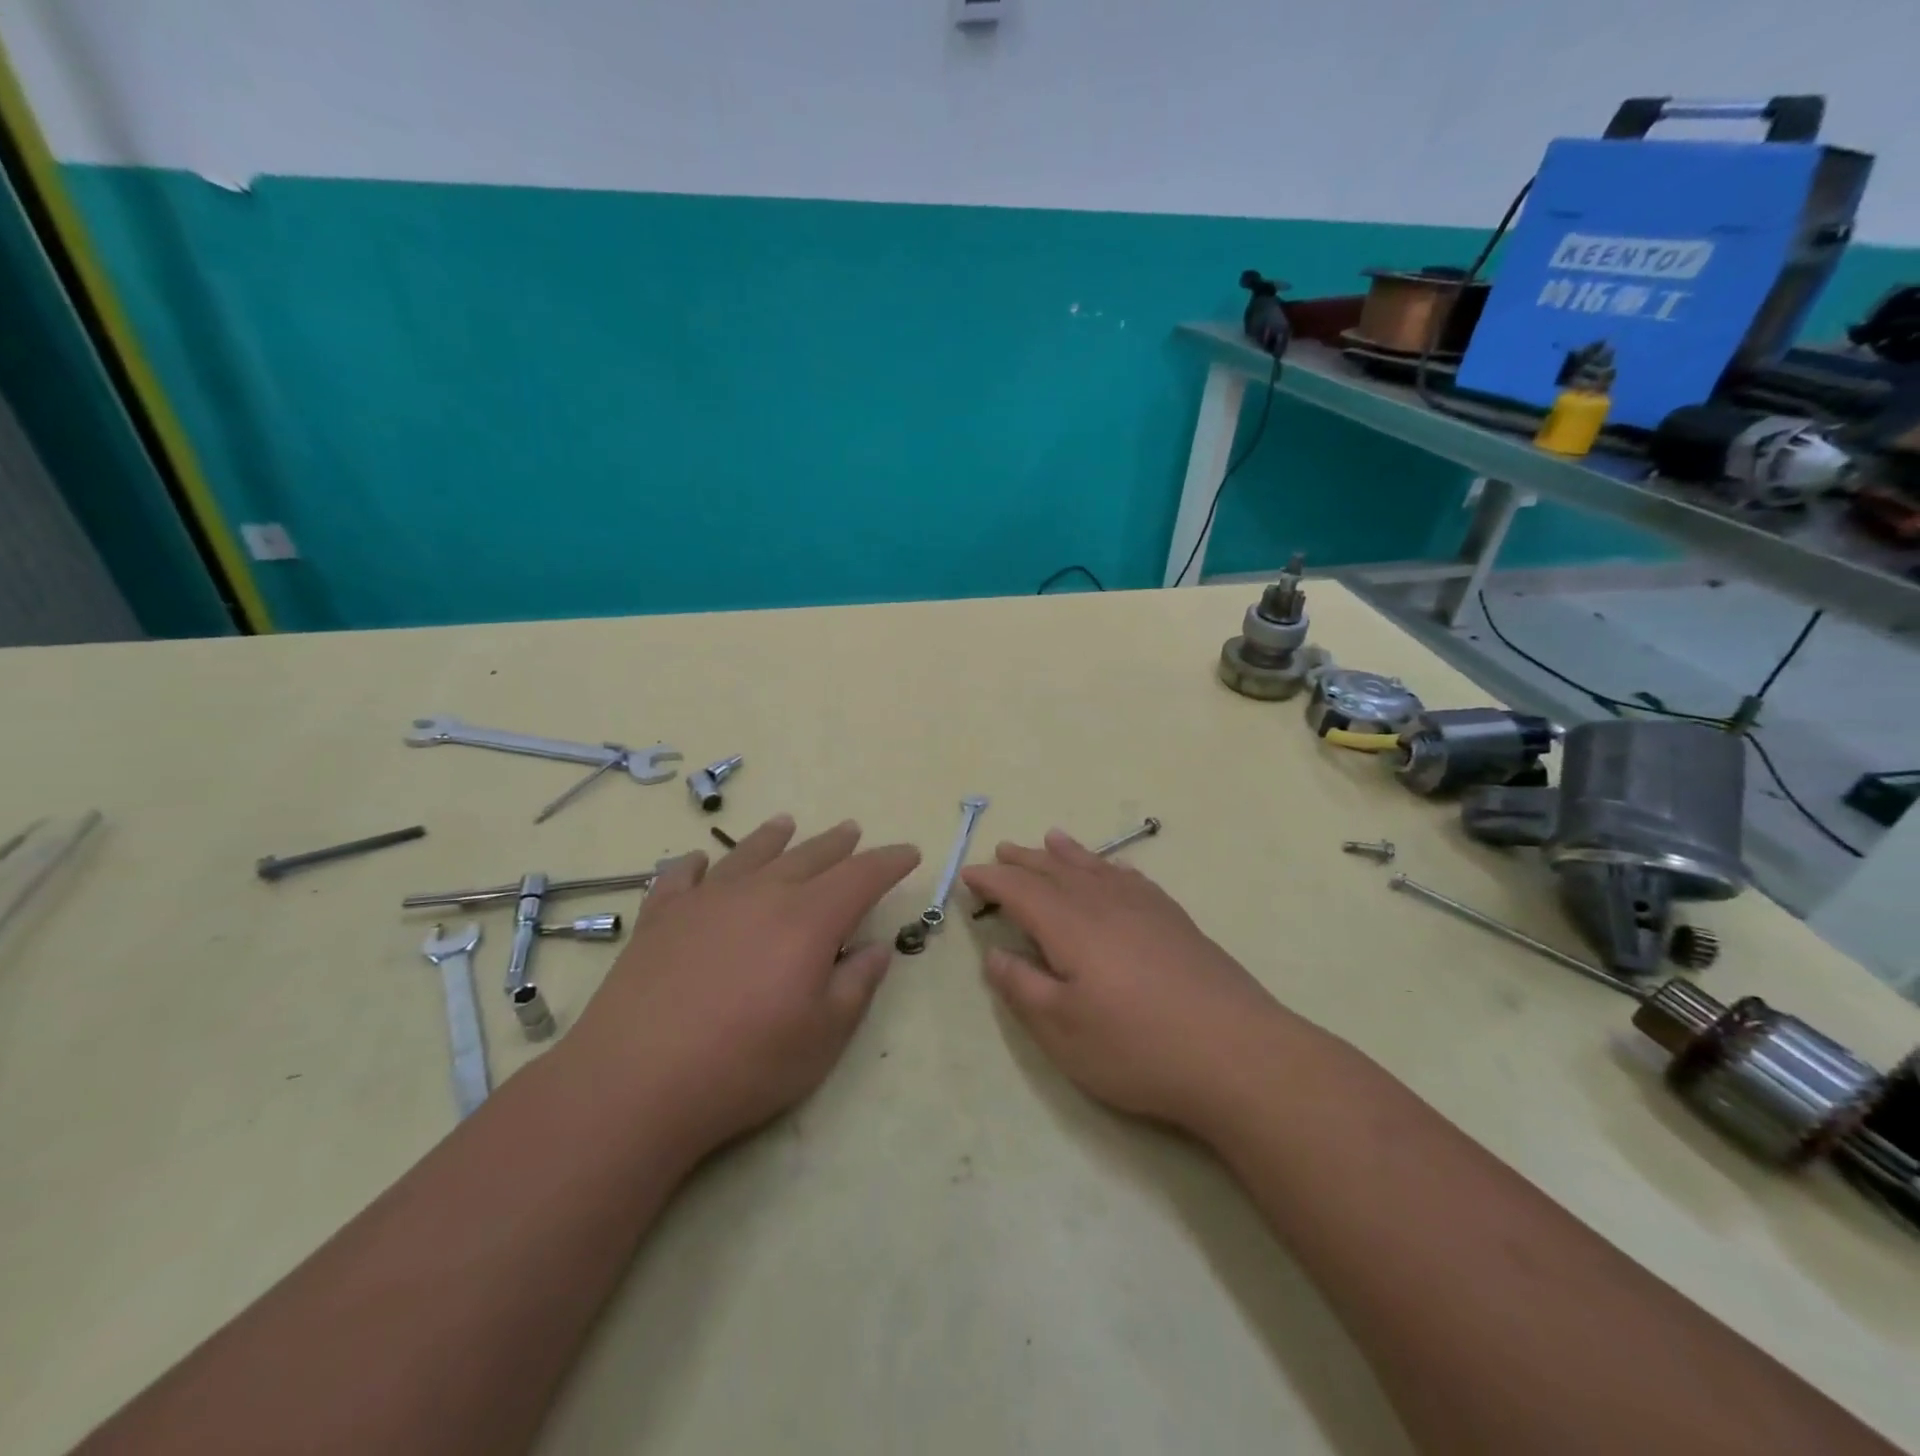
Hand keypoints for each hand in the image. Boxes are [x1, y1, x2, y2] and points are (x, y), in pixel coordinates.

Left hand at [566, 815, 919, 1160]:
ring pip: (749, 855)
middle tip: (853, 830)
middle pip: (808, 857)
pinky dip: (695, 864)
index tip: (909, 852)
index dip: (889, 862)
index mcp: (808, 919)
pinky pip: (681, 876)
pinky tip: (698, 861)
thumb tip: (877, 947)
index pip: (861, 876)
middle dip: (837, 844)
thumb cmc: (745, 1064)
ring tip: (786, 823)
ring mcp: (705, 900)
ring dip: (773, 838)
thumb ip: (856, 984)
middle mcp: (760, 894)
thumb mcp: (823, 1036)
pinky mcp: (659, 917)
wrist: (635, 1082)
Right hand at [962, 831, 1289, 1135]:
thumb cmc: (1137, 1047)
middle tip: (1002, 850)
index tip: (969, 874)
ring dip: (1068, 854)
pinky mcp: (1176, 921)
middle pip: (1056, 871)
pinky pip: (1133, 879)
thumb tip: (993, 955)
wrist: (1237, 1054)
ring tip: (1051, 838)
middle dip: (1025, 861)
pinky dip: (1112, 867)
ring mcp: (1146, 908)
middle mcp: (1105, 904)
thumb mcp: (1062, 1030)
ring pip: (1096, 868)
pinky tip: (1114, 870)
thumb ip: (1022, 987)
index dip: (992, 880)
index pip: (1020, 891)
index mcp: (1070, 926)